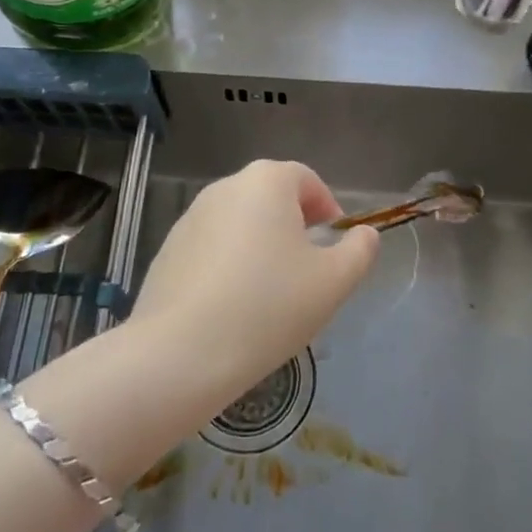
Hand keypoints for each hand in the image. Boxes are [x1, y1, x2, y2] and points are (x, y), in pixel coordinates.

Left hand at [130, 160, 380, 396]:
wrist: (182, 351)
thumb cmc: (269, 306)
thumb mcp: (334, 281)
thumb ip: (359, 251)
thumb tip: (364, 234)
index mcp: (266, 182)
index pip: (306, 179)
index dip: (327, 207)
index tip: (335, 244)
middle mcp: (225, 188)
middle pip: (270, 197)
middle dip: (293, 226)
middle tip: (307, 270)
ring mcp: (190, 218)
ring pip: (239, 223)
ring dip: (260, 245)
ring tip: (270, 293)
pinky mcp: (168, 250)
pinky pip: (211, 248)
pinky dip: (228, 265)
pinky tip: (233, 306)